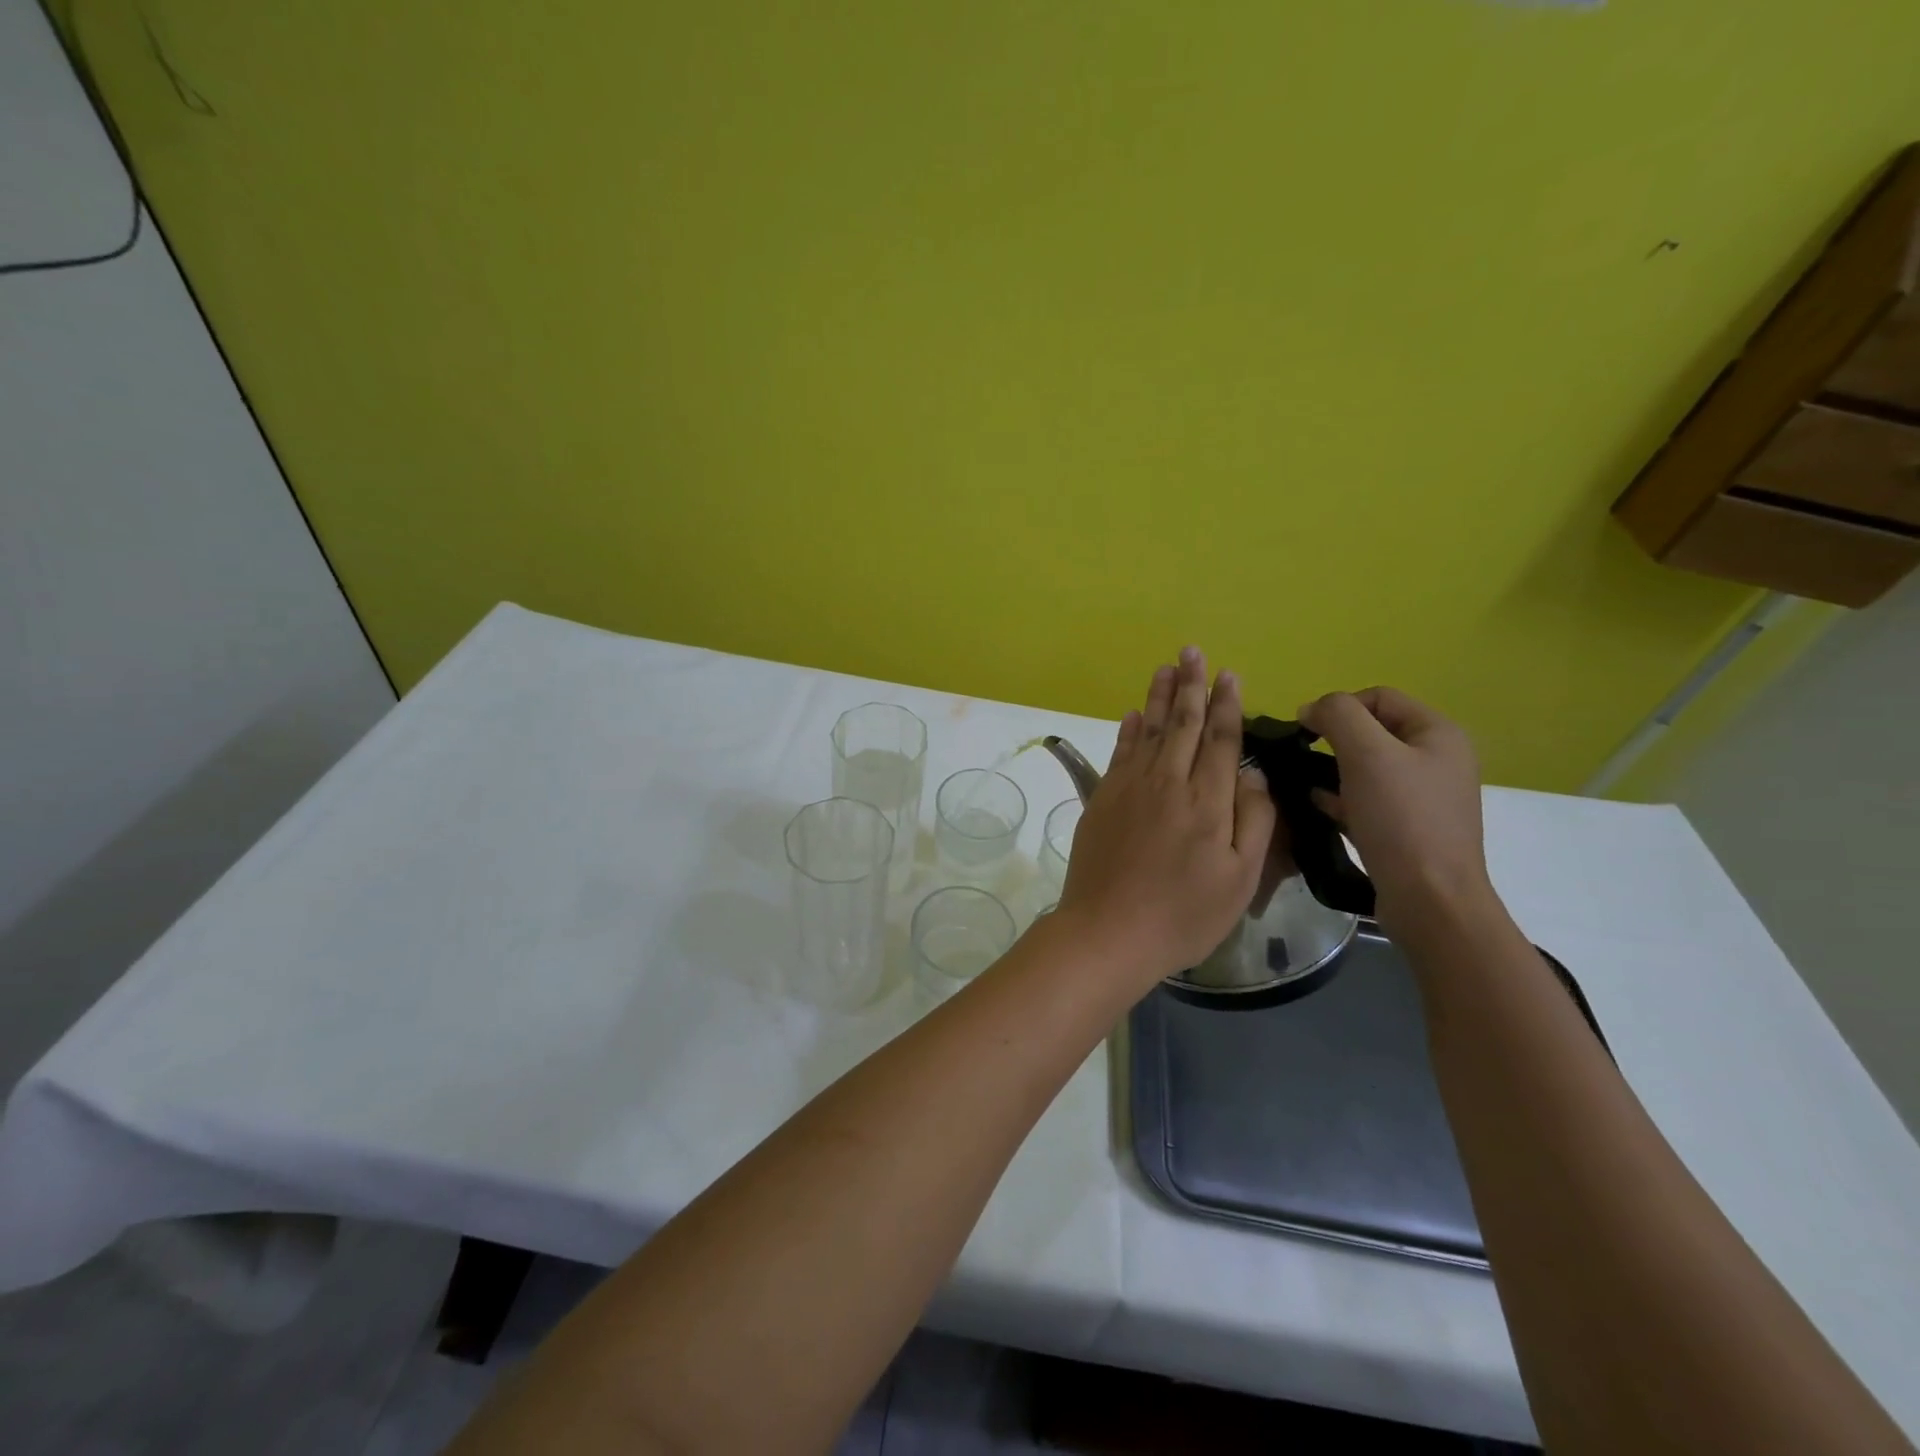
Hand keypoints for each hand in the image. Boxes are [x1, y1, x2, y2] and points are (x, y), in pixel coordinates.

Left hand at [1056, 647, 1276, 986]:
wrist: (1108, 931)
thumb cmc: (1184, 914)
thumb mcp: (1239, 878)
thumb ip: (1252, 820)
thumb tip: (1250, 772)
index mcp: (1207, 801)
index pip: (1221, 740)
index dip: (1227, 705)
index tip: (1229, 674)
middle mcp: (1167, 783)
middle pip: (1183, 725)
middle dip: (1190, 685)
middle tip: (1192, 651)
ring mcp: (1129, 788)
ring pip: (1150, 731)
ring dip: (1160, 698)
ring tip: (1165, 668)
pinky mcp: (1102, 799)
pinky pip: (1119, 753)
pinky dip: (1129, 730)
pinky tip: (1134, 715)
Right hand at [1296, 688, 1495, 934]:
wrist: (1429, 898)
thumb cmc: (1401, 818)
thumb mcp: (1366, 753)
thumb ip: (1337, 715)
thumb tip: (1311, 709)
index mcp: (1438, 733)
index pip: (1378, 696)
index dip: (1338, 706)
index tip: (1304, 731)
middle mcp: (1438, 759)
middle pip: (1373, 731)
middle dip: (1333, 739)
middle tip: (1302, 757)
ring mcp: (1425, 796)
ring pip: (1368, 766)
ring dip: (1333, 769)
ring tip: (1303, 781)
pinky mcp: (1408, 827)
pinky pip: (1368, 798)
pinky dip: (1340, 797)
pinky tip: (1316, 805)